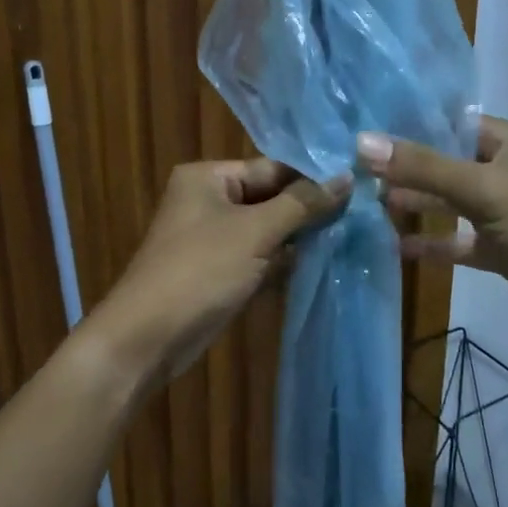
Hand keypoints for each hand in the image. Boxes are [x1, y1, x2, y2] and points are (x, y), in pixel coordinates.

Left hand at [92, 159, 350, 386]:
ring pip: (266, 230)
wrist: (148, 338)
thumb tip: (346, 177)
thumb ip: (303, 203)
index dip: (312, 179)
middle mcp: (208, 200)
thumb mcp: (256, 232)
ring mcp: (211, 238)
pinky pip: (258, 257)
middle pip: (270, 198)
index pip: (272, 168)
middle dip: (308, 211)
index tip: (358, 188)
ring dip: (299, 239)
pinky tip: (320, 266)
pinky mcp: (217, 271)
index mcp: (208, 177)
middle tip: (360, 216)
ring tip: (349, 239)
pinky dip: (282, 262)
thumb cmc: (201, 271)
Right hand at [358, 117, 507, 378]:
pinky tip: (396, 246)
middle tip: (353, 172)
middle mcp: (504, 171)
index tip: (360, 131)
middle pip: (444, 162)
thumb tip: (362, 142)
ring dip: (414, 204)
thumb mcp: (484, 191)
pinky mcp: (501, 250)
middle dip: (403, 167)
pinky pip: (457, 240)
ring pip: (448, 202)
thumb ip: (423, 167)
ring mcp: (503, 213)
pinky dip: (431, 243)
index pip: (449, 123)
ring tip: (366, 204)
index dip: (407, 125)